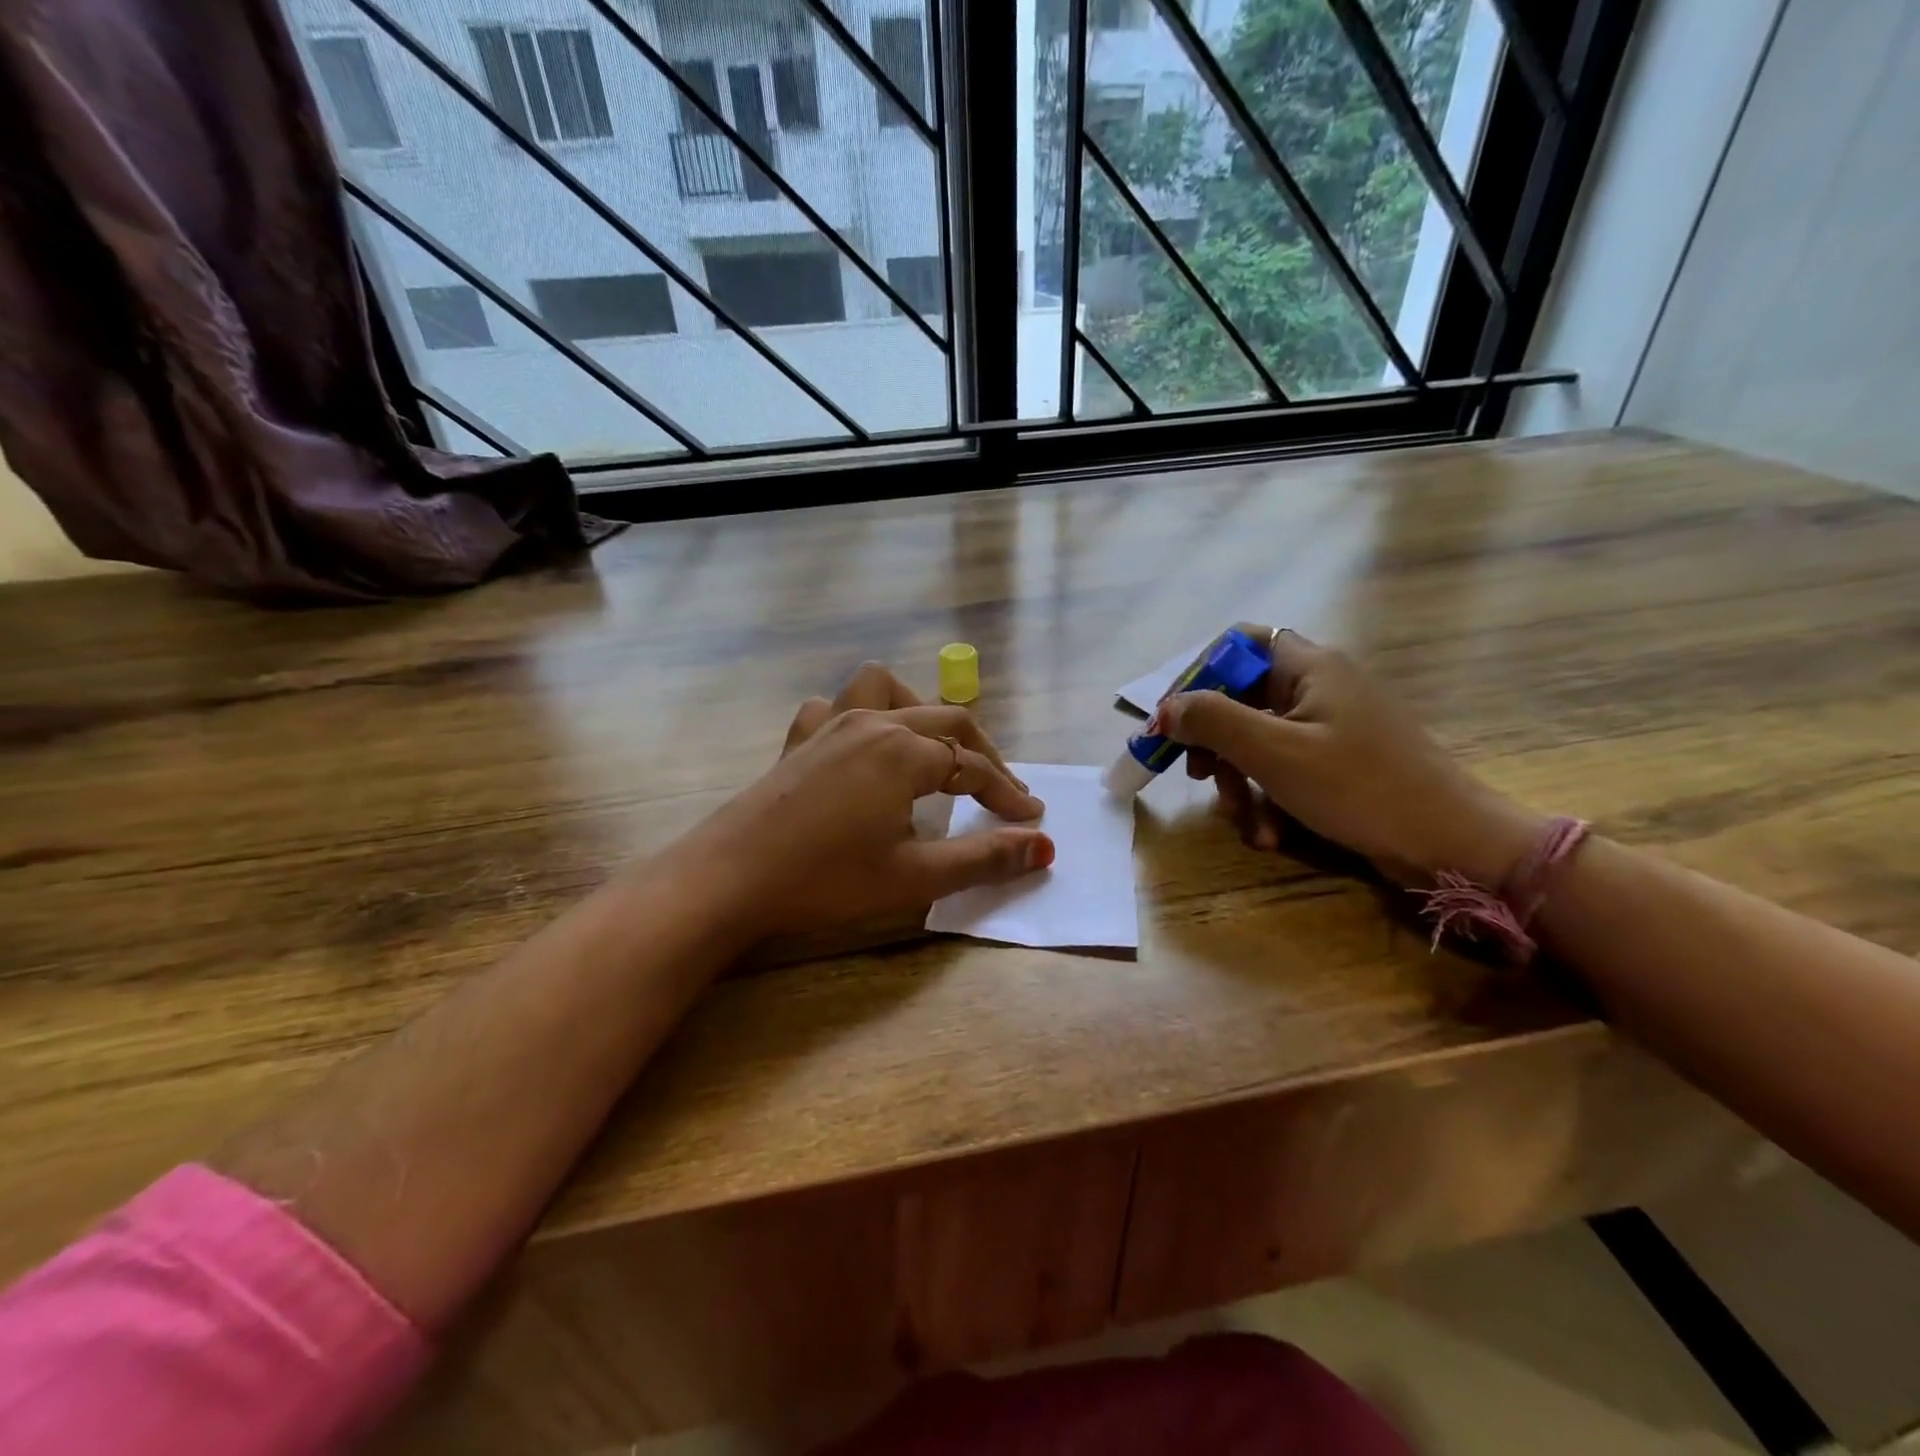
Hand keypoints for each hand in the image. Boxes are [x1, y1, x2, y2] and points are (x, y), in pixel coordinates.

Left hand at [678, 664, 1050, 941]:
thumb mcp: (914, 876)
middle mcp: (873, 722)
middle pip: (946, 721)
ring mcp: (830, 724)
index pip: (974, 768)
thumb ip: (983, 859)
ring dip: (921, 713)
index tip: (1031, 820)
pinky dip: (857, 717)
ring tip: (931, 751)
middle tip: (1002, 793)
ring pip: (889, 691)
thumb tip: (1044, 848)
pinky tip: (858, 748)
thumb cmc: (826, 880)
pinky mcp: (798, 740)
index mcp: (905, 751)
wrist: (729, 879)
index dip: (1008, 794)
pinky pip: (835, 707)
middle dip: (983, 755)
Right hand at [1156, 628, 1546, 885]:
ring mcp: (1332, 727)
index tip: (1175, 719)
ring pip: (1259, 741)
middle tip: (1196, 777)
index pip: (1239, 643)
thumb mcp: (1274, 752)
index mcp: (1310, 667)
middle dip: (1215, 744)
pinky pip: (1286, 768)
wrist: (1452, 844)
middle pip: (1242, 698)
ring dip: (1240, 781)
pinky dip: (1269, 798)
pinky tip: (1269, 834)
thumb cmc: (1360, 787)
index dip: (1200, 675)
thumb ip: (1213, 721)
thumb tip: (1165, 709)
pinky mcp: (1340, 763)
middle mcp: (1320, 687)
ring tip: (1245, 822)